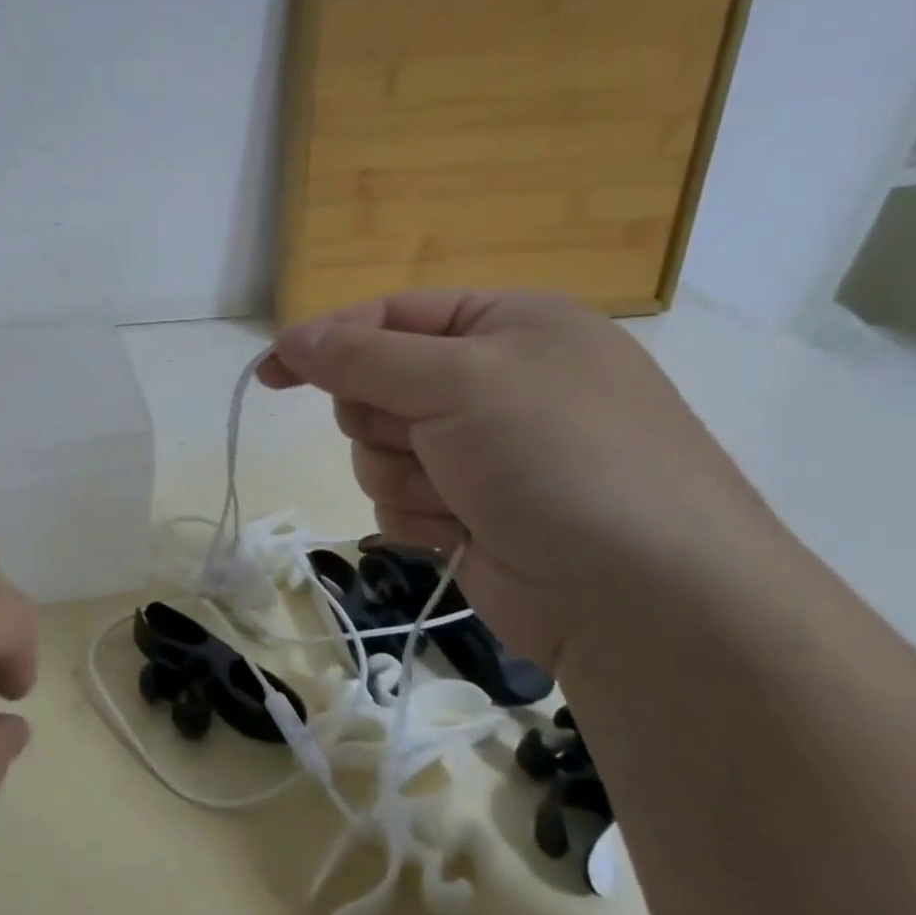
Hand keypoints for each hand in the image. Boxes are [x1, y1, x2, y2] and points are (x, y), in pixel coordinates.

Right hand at [260, 290, 786, 670]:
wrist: (644, 599)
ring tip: (460, 496)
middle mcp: (493, 383)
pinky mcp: (467, 512)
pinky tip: (464, 531)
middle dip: (384, 419)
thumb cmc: (558, 458)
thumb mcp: (459, 381)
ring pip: (378, 450)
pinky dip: (418, 515)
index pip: (390, 315)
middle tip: (424, 437)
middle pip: (377, 387)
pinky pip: (397, 499)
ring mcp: (479, 453)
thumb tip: (289, 338)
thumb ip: (362, 357)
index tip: (271, 373)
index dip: (327, 341)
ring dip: (404, 474)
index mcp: (507, 326)